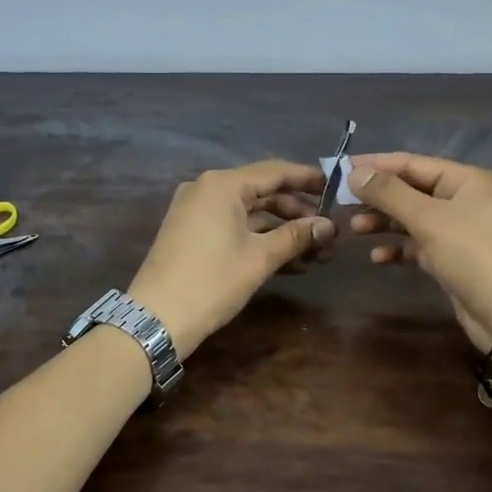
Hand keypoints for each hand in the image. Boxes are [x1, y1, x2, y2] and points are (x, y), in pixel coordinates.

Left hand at [128, 160, 335, 357]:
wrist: (156, 319)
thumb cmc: (212, 281)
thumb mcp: (260, 258)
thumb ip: (297, 236)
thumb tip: (329, 226)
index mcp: (223, 184)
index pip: (275, 171)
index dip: (308, 179)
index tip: (336, 189)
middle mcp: (207, 189)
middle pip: (263, 192)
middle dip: (298, 213)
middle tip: (328, 235)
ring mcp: (197, 211)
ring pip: (250, 213)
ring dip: (282, 231)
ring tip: (315, 255)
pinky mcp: (193, 233)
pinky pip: (234, 226)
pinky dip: (260, 239)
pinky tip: (289, 262)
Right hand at [348, 153, 491, 352]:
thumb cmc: (473, 255)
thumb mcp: (429, 219)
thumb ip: (390, 194)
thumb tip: (355, 173)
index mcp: (466, 180)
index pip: (413, 163)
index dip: (376, 165)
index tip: (340, 169)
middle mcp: (464, 200)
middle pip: (411, 190)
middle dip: (378, 197)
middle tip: (341, 203)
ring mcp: (460, 231)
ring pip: (413, 219)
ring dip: (384, 223)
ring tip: (354, 230)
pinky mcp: (454, 259)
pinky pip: (419, 245)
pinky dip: (399, 248)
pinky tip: (377, 256)